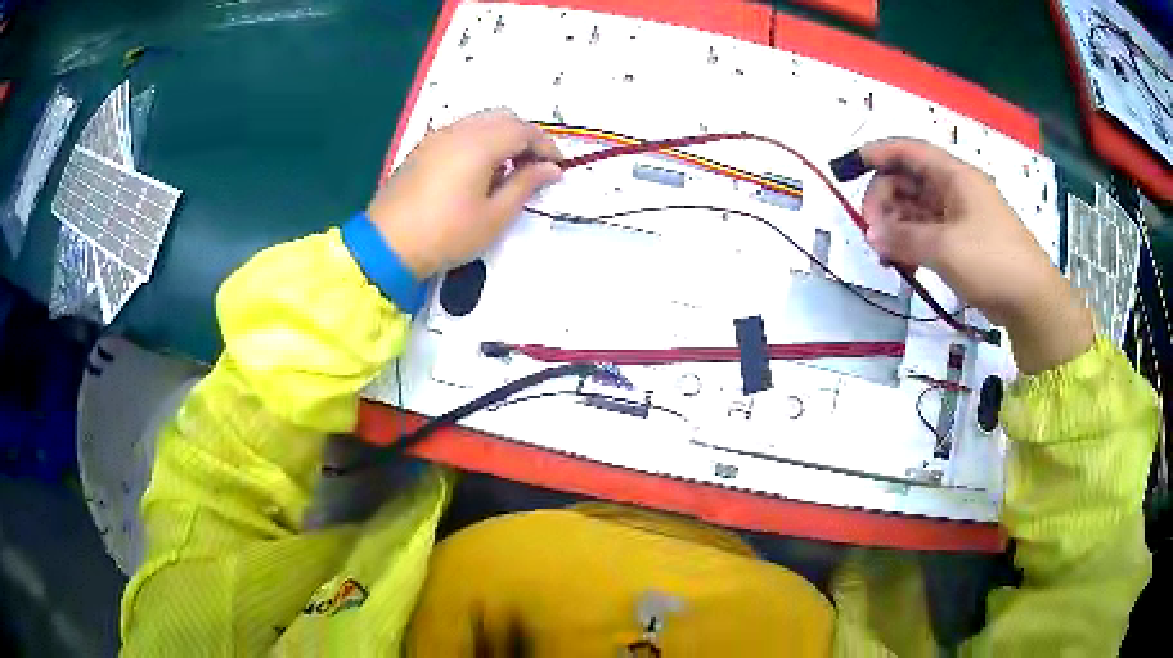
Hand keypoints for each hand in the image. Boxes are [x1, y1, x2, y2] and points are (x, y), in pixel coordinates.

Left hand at [368, 109, 562, 277]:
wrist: (387, 245)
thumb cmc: (446, 234)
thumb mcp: (494, 216)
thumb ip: (526, 185)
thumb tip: (551, 169)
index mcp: (480, 143)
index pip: (524, 130)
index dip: (546, 146)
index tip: (558, 168)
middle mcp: (459, 130)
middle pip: (503, 118)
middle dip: (525, 137)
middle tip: (535, 168)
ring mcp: (437, 136)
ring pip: (481, 121)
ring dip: (502, 137)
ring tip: (509, 171)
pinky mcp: (423, 148)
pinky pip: (461, 131)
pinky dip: (480, 141)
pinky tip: (480, 171)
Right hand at [856, 138, 1092, 373]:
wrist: (1032, 301)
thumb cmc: (992, 262)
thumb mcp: (945, 248)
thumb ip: (904, 238)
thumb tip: (872, 235)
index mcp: (954, 176)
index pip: (909, 151)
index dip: (879, 153)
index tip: (851, 166)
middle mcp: (955, 190)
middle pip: (908, 181)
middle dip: (884, 200)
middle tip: (872, 232)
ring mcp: (959, 217)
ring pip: (916, 209)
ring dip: (896, 226)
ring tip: (885, 255)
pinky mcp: (963, 242)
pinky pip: (928, 233)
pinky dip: (912, 244)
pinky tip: (902, 264)